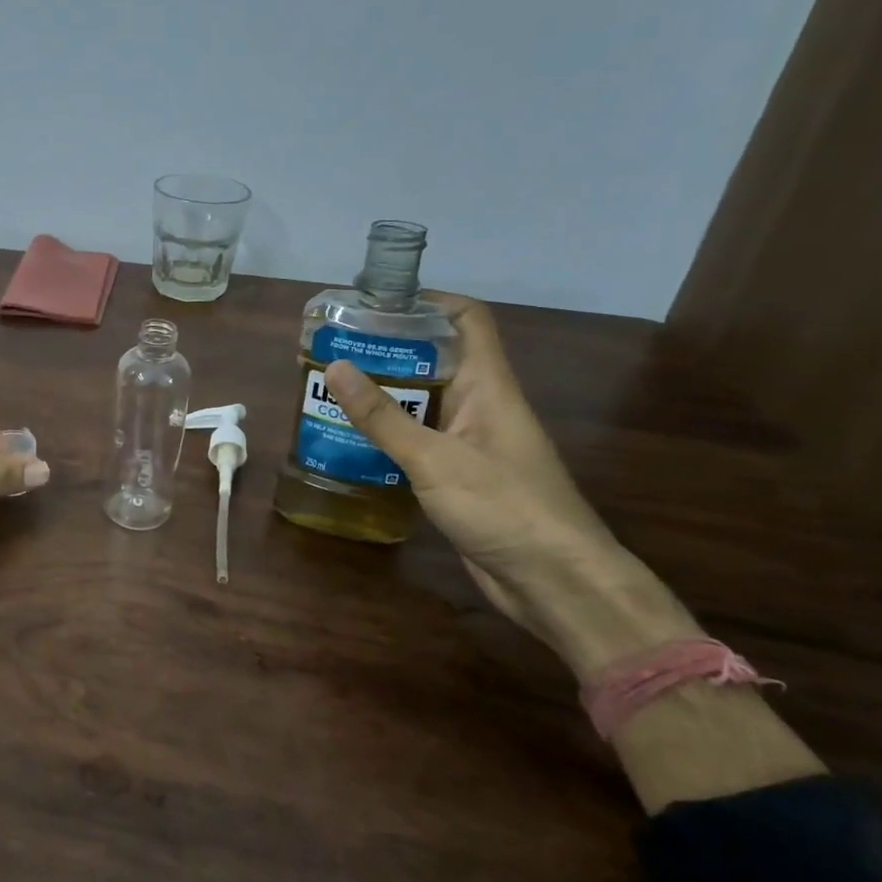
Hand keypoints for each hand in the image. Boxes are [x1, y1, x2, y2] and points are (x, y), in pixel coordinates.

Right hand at [323, 296, 628, 639]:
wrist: (553, 581)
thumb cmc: (504, 507)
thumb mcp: (435, 459)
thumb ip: (383, 416)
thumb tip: (335, 366)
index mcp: (487, 385)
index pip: (466, 319)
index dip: (426, 300)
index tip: (374, 302)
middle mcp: (480, 404)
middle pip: (434, 358)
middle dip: (386, 349)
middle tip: (332, 349)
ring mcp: (469, 440)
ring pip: (421, 400)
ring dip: (381, 393)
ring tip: (328, 389)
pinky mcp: (458, 473)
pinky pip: (418, 438)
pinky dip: (386, 432)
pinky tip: (349, 439)